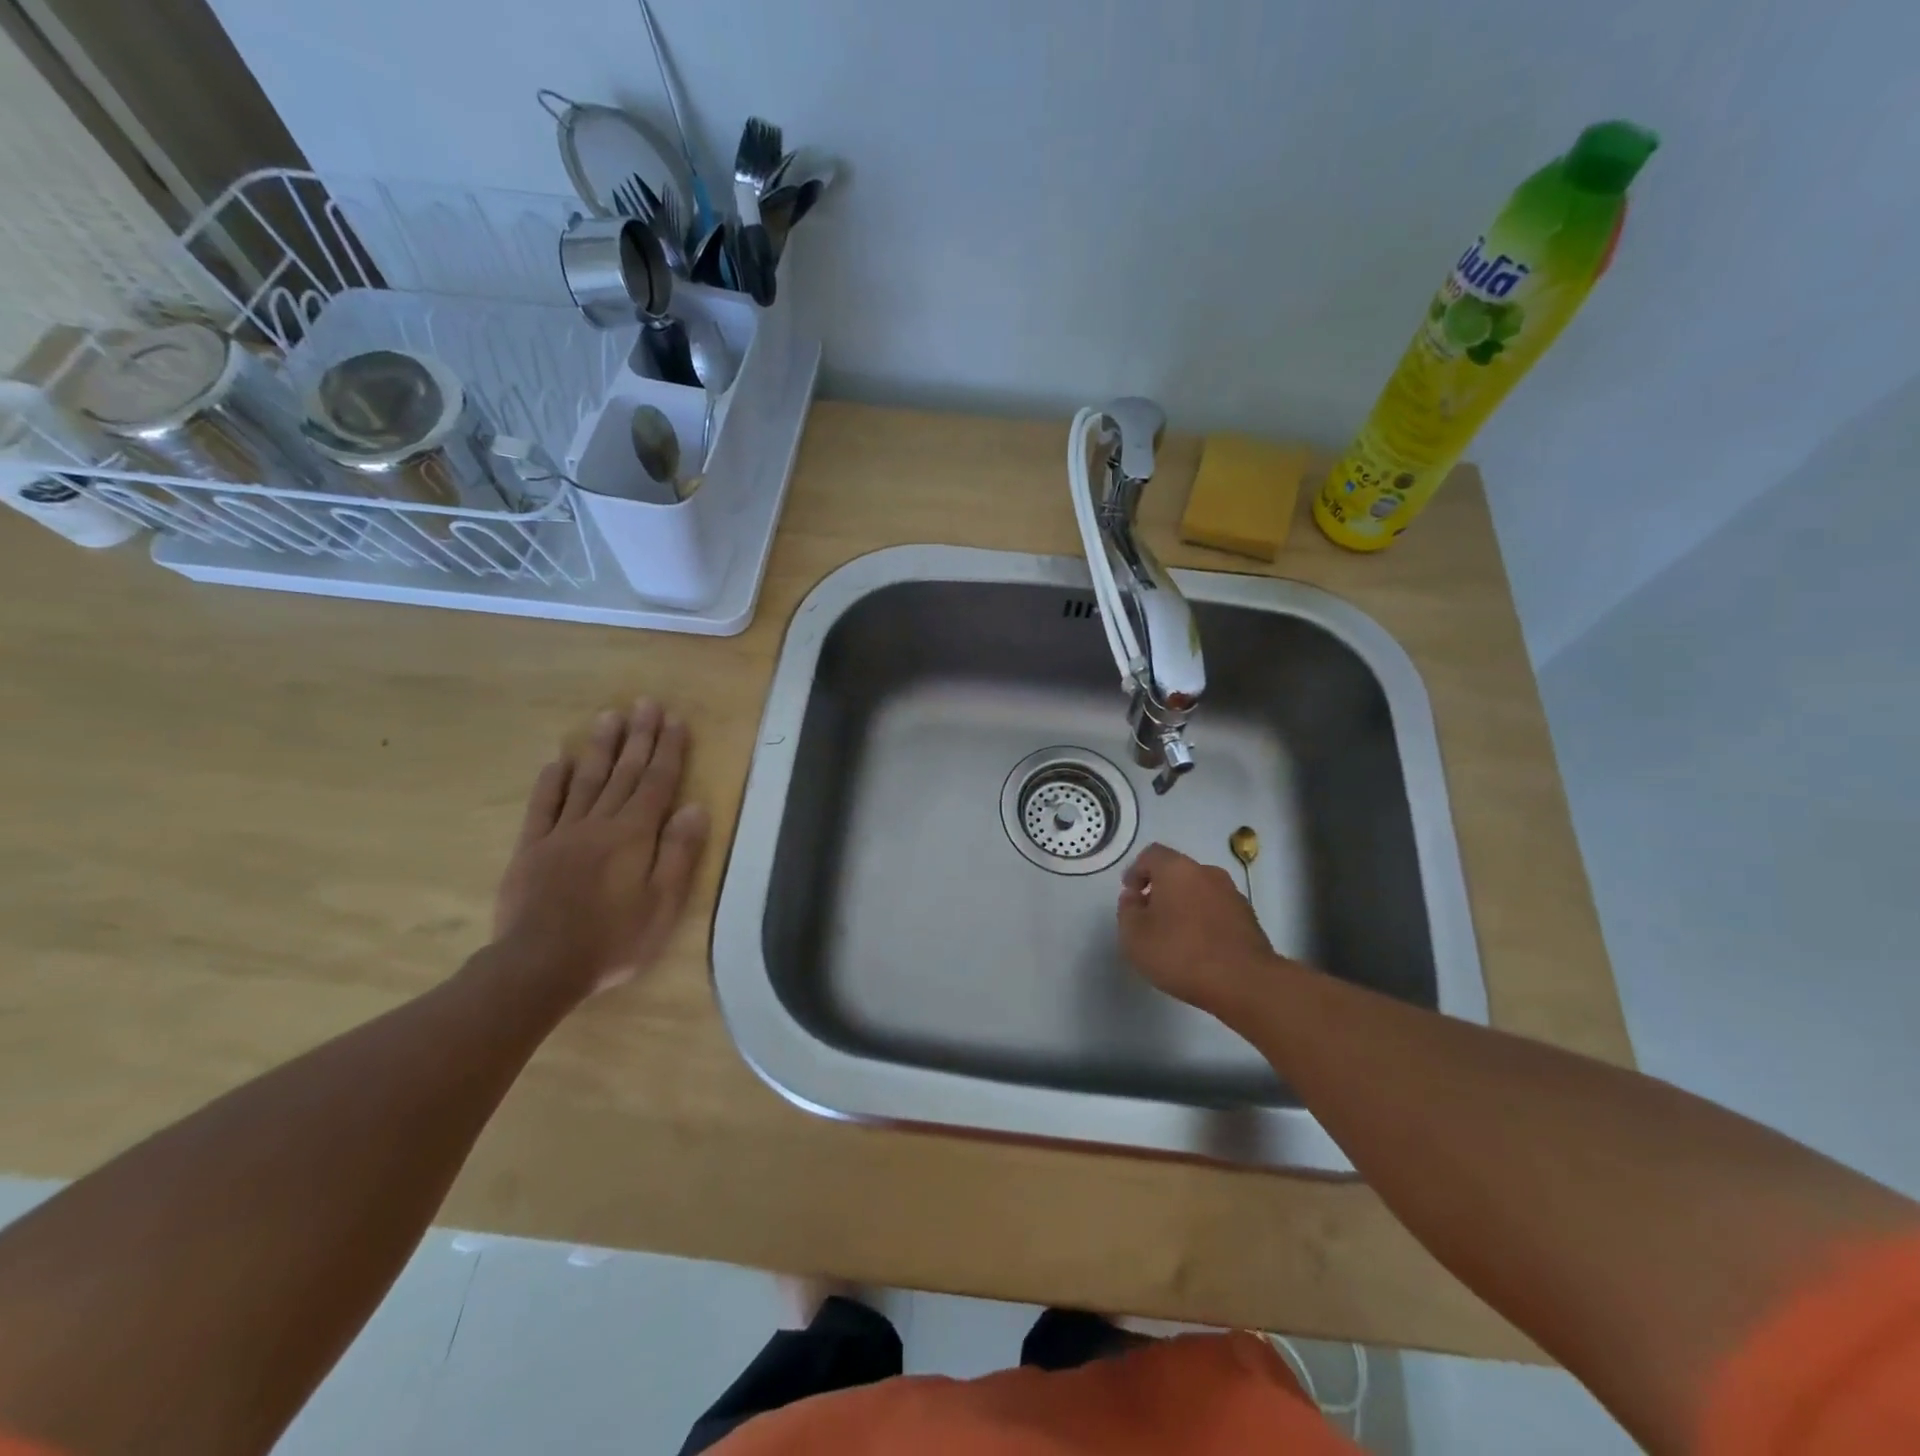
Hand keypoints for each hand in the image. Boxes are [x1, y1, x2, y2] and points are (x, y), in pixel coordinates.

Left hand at [491, 699, 708, 1004]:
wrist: (539, 966)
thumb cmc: (613, 939)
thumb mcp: (662, 903)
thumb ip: (678, 852)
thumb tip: (695, 807)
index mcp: (634, 835)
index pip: (657, 782)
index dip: (668, 750)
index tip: (674, 719)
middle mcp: (599, 823)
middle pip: (624, 773)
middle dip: (638, 737)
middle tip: (645, 703)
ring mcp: (561, 833)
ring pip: (586, 780)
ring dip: (601, 747)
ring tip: (609, 716)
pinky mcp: (531, 848)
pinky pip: (544, 806)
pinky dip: (553, 781)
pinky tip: (560, 760)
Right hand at [1117, 843, 1281, 1019]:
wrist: (1245, 983)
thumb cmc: (1181, 953)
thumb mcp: (1134, 936)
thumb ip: (1127, 911)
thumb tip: (1134, 898)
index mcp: (1177, 869)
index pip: (1151, 855)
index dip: (1136, 871)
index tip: (1130, 895)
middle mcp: (1207, 872)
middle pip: (1177, 872)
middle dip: (1160, 890)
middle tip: (1149, 917)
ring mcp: (1232, 894)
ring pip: (1199, 891)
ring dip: (1184, 906)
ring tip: (1174, 936)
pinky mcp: (1249, 918)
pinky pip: (1217, 910)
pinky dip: (1204, 921)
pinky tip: (1199, 948)